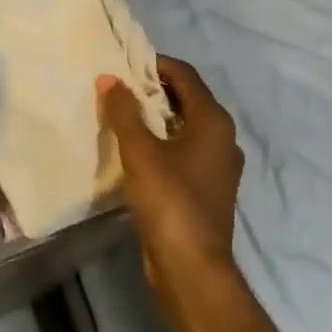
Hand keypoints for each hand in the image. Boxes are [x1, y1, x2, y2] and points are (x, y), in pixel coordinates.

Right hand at [97, 58, 242, 293]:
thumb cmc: (170, 200)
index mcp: (213, 121)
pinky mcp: (206, 188)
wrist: (192, 268)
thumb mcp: (140, 151)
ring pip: (184, 127)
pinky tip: (133, 152)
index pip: (185, 75)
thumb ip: (123, 112)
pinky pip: (182, 151)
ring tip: (119, 116)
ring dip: (154, 118)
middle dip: (152, 91)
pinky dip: (161, 143)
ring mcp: (217, 166)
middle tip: (116, 88)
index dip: (154, 64)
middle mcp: (222, 138)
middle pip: (186, 99)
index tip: (123, 64)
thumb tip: (109, 78)